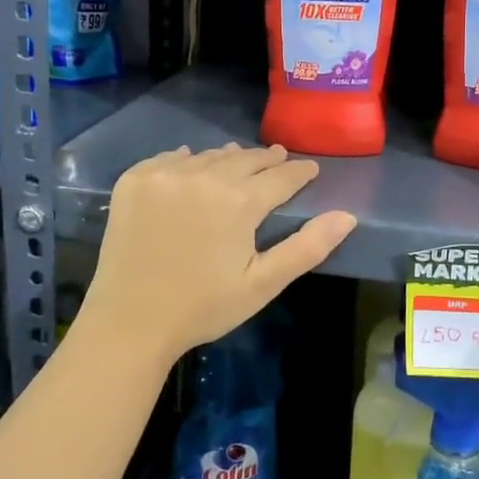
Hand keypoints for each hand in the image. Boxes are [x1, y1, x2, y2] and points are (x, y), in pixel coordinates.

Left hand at [82, 143, 356, 361]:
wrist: (130, 322)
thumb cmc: (204, 307)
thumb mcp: (263, 283)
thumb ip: (307, 246)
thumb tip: (348, 216)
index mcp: (239, 201)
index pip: (281, 177)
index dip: (300, 172)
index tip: (311, 169)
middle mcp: (203, 176)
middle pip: (244, 159)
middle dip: (266, 160)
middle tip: (279, 157)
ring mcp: (164, 175)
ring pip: (207, 156)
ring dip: (228, 158)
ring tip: (239, 158)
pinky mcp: (133, 181)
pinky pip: (168, 159)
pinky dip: (186, 160)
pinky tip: (191, 163)